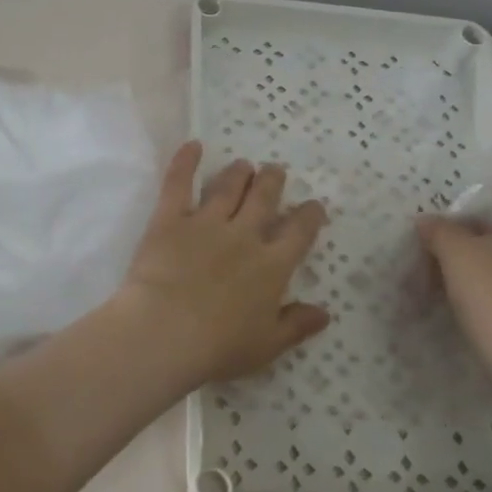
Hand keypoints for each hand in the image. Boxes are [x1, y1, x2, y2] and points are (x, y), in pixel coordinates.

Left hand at [111, 142, 330, 392]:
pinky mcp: (170, 219)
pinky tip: (192, 145)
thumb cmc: (218, 346)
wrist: (166, 331)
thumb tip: (325, 312)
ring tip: (244, 164)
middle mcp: (243, 236)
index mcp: (271, 266)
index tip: (313, 206)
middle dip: (273, 182)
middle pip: (264, 200)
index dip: (309, 216)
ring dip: (239, 173)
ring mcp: (206, 223)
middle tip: (276, 171)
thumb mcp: (267, 345)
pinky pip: (179, 183)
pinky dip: (185, 162)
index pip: (298, 233)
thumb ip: (296, 325)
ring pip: (228, 188)